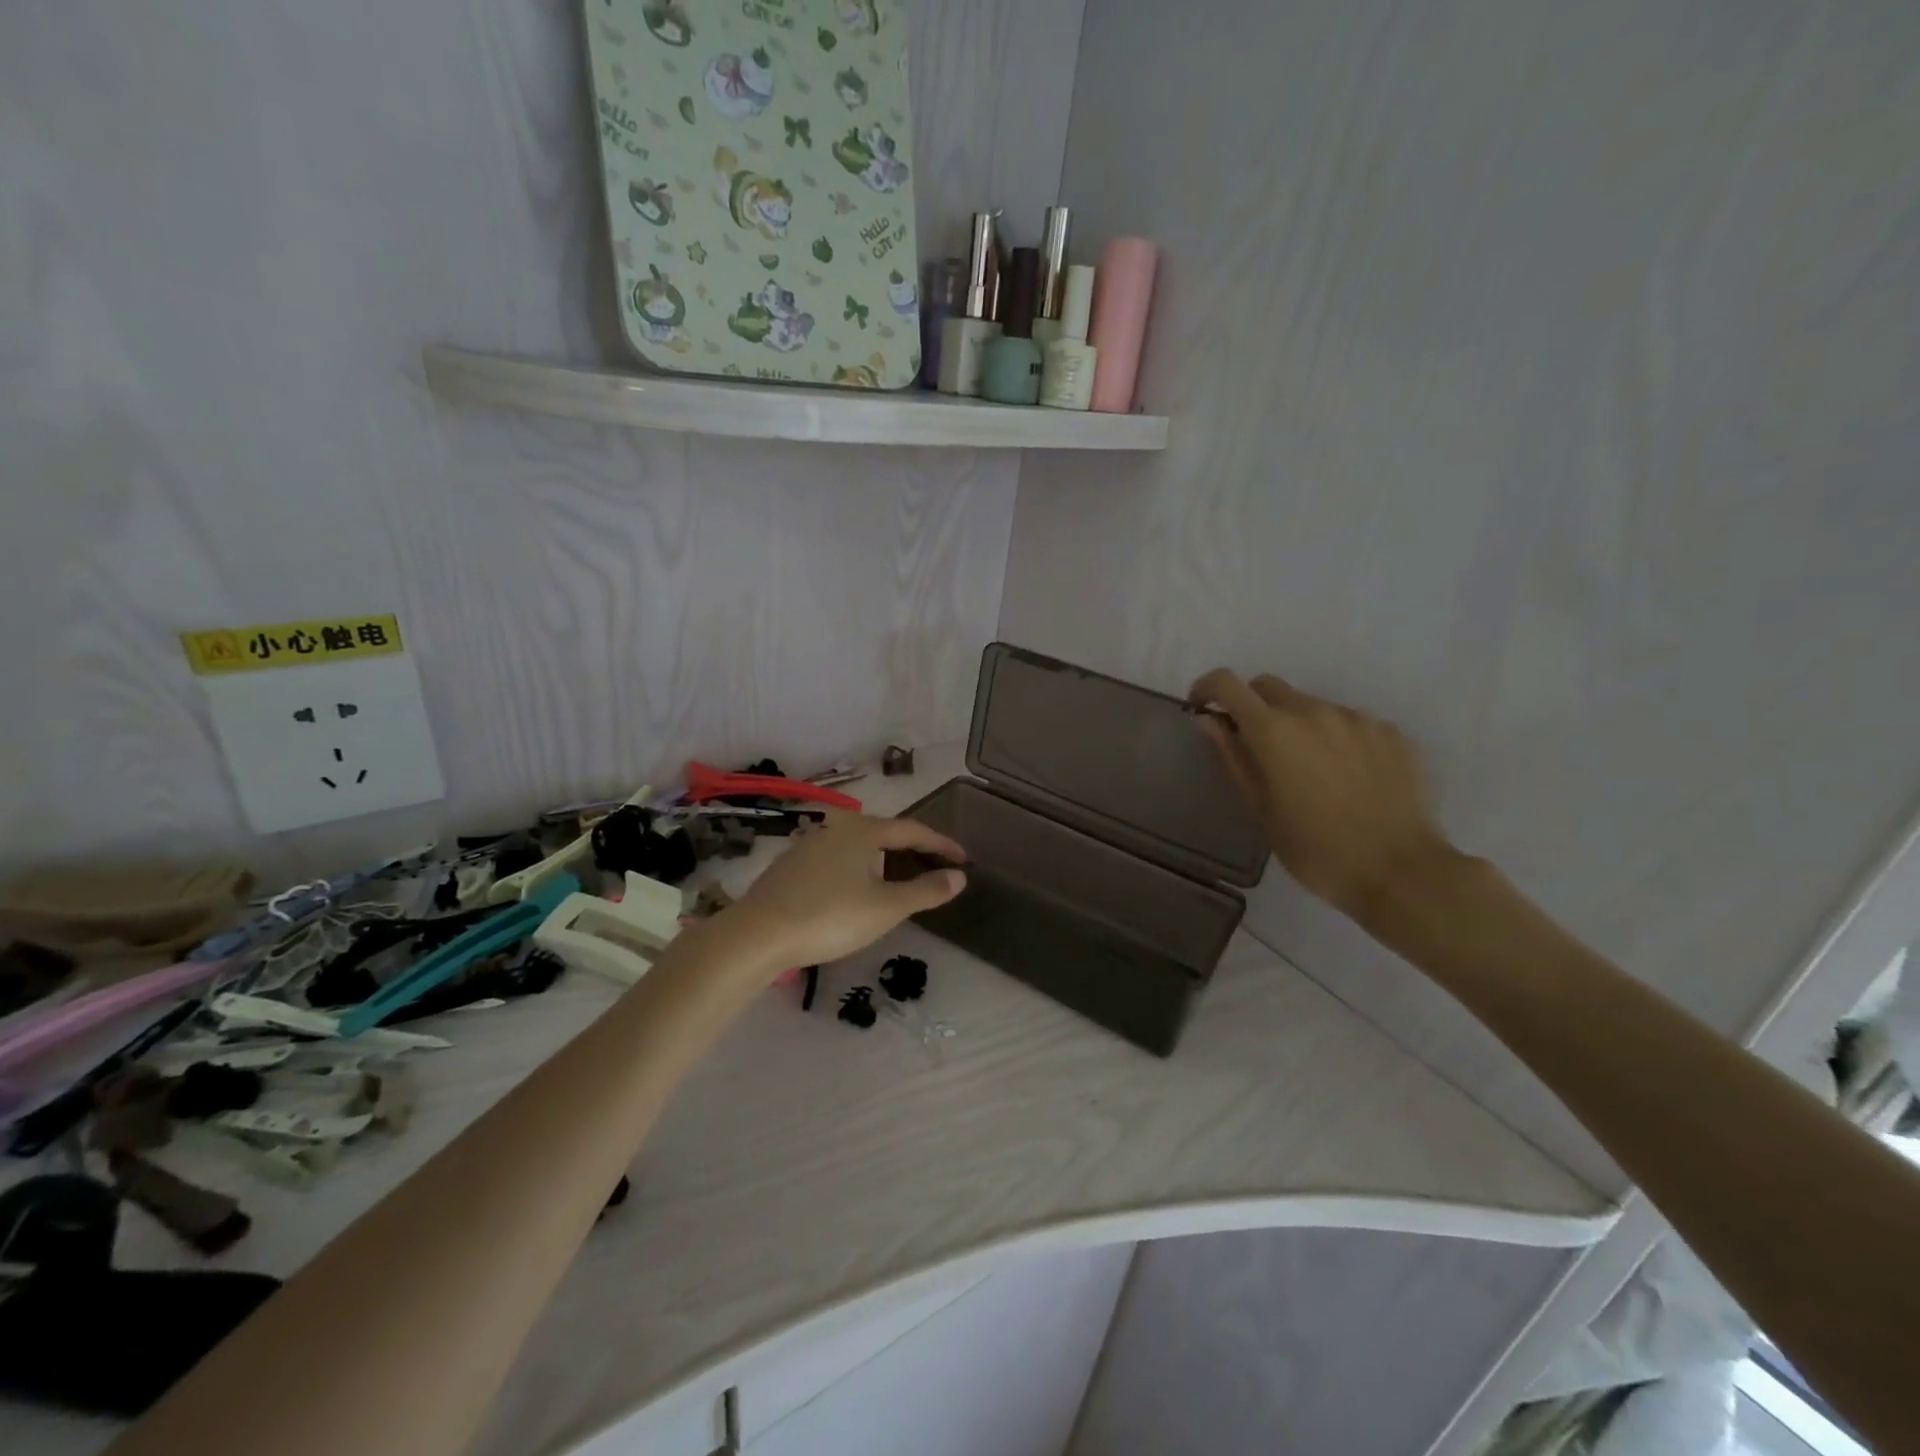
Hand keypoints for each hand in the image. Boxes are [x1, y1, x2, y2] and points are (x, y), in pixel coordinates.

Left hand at [728, 813, 966, 969]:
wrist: (758, 934)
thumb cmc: (830, 917)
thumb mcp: (886, 908)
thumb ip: (925, 890)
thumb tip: (959, 876)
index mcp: (865, 830)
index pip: (914, 830)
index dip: (942, 845)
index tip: (963, 860)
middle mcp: (838, 827)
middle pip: (886, 833)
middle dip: (914, 849)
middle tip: (936, 868)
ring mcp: (811, 843)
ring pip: (860, 846)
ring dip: (885, 859)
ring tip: (901, 879)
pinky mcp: (792, 863)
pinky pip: (838, 858)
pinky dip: (859, 867)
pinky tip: (858, 888)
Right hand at [1189, 669, 1452, 919]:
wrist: (1401, 872)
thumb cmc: (1315, 850)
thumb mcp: (1261, 809)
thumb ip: (1233, 757)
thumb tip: (1208, 721)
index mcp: (1274, 731)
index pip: (1228, 684)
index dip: (1207, 688)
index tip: (1202, 709)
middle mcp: (1314, 711)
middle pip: (1269, 686)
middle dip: (1252, 706)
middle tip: (1254, 747)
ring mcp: (1357, 719)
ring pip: (1311, 705)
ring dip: (1297, 725)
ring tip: (1309, 772)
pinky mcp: (1390, 732)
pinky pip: (1349, 723)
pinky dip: (1335, 739)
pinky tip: (1346, 778)